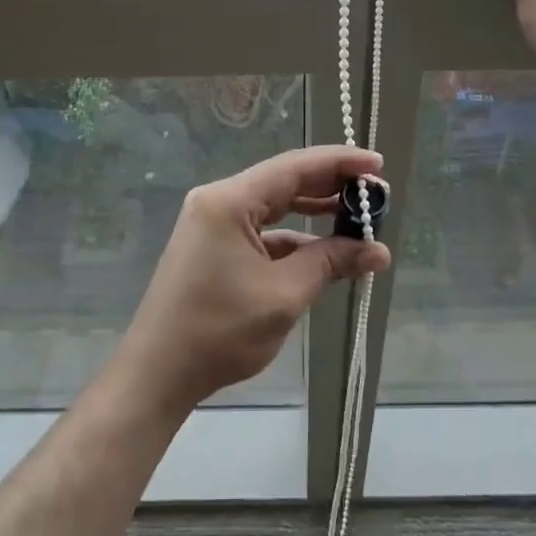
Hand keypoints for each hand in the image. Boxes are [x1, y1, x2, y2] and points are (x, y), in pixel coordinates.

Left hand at [114, 146, 391, 416]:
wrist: (157, 373)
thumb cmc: (219, 331)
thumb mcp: (283, 296)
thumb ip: (330, 263)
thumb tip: (378, 251)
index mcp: (230, 200)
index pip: (294, 167)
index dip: (339, 162)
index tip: (377, 165)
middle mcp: (219, 200)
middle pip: (284, 181)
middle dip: (331, 186)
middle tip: (376, 194)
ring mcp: (213, 222)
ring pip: (274, 205)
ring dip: (314, 212)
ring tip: (357, 216)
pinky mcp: (213, 245)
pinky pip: (261, 229)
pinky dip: (293, 237)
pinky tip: (323, 250)